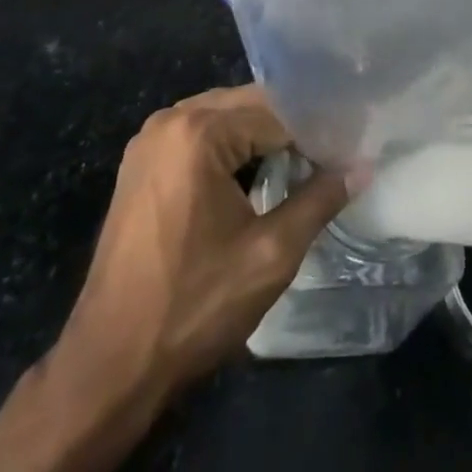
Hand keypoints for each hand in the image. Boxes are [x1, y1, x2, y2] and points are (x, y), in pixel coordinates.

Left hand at [0, 85, 350, 471]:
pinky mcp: (140, 163)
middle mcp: (170, 119)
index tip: (344, 153)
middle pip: (247, 105)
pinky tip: (252, 176)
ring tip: (298, 164)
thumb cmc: (194, 306)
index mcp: (199, 130)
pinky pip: (197, 135)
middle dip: (287, 128)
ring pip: (223, 117)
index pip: (276, 113)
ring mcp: (149, 139)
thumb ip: (319, 201)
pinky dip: (228, 148)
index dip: (315, 134)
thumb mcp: (270, 255)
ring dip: (259, 136)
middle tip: (327, 155)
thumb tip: (362, 168)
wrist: (109, 365)